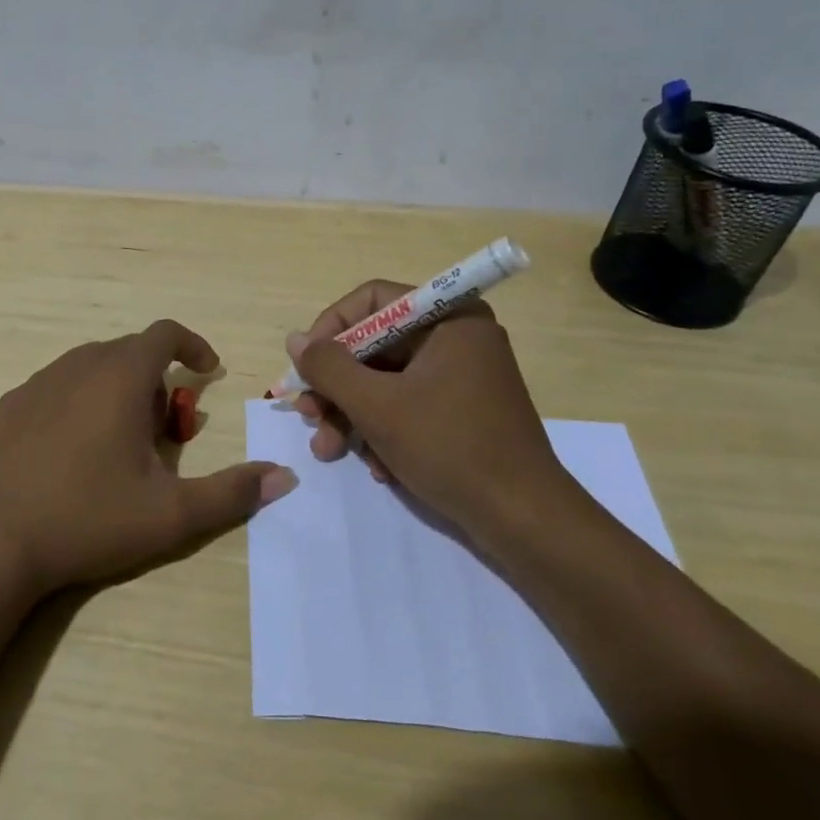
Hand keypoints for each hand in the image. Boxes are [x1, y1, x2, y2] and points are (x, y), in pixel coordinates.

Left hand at [0, 319, 296, 593]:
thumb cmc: (89, 519)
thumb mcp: (172, 514)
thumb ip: (232, 492)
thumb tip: (284, 477)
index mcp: (119, 377)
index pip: (164, 333)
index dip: (192, 346)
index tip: (207, 372)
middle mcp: (77, 366)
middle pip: (129, 352)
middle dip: (156, 379)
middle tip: (164, 429)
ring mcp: (37, 384)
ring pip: (90, 367)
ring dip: (116, 389)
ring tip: (120, 441)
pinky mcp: (8, 407)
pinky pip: (55, 387)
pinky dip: (78, 402)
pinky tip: (72, 450)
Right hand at [288, 281, 578, 551]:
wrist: (524, 519)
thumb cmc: (450, 447)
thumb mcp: (377, 406)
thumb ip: (329, 368)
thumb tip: (295, 340)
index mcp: (448, 318)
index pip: (373, 300)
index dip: (331, 328)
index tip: (306, 366)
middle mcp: (457, 337)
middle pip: (376, 345)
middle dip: (337, 385)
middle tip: (309, 415)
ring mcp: (462, 375)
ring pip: (387, 380)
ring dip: (352, 415)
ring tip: (329, 451)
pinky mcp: (463, 410)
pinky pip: (409, 404)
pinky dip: (384, 430)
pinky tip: (377, 467)